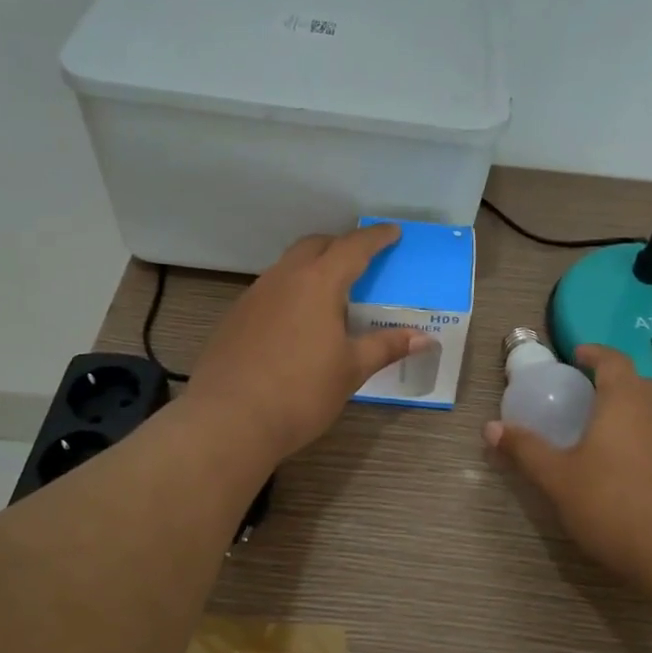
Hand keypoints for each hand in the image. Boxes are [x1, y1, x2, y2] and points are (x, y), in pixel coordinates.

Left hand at [186, 224, 435, 463]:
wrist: (228, 420)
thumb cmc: (300, 392)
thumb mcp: (351, 370)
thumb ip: (385, 346)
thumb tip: (423, 338)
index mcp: (318, 283)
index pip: (353, 248)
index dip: (376, 237)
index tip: (392, 232)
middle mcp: (283, 279)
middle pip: (314, 245)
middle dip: (340, 245)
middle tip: (361, 259)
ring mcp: (254, 296)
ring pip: (287, 266)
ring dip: (311, 267)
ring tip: (330, 292)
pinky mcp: (234, 317)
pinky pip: (269, 290)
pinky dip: (290, 292)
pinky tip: (296, 322)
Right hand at [486, 344, 651, 592]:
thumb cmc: (612, 503)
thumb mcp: (558, 478)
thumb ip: (525, 449)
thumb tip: (490, 428)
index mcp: (625, 400)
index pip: (613, 360)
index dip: (595, 353)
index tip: (577, 354)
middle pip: (638, 383)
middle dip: (614, 381)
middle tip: (586, 394)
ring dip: (631, 412)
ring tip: (603, 432)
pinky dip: (645, 440)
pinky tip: (627, 469)